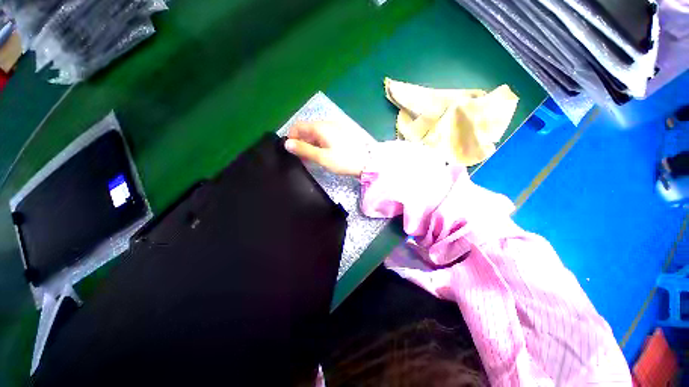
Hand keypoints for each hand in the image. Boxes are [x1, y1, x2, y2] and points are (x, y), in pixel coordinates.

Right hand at [285, 122, 375, 176]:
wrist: (368, 161)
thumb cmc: (344, 160)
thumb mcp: (322, 157)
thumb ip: (304, 150)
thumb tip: (287, 144)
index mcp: (320, 127)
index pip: (298, 126)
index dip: (291, 137)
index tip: (292, 151)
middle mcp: (327, 123)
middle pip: (308, 129)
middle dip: (302, 142)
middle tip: (302, 157)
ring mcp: (336, 127)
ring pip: (317, 132)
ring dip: (311, 143)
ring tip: (313, 157)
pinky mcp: (343, 132)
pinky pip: (326, 135)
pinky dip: (321, 143)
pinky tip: (324, 153)